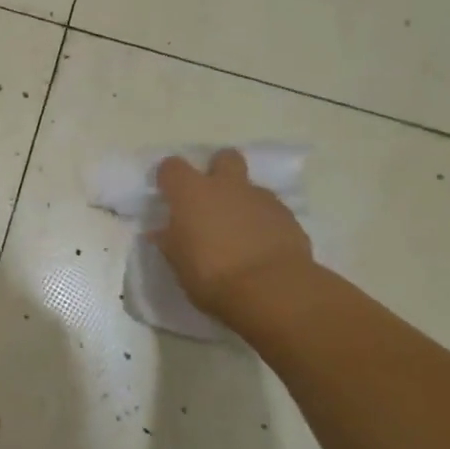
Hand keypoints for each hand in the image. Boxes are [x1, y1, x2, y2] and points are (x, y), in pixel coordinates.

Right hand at [154, 149, 314, 321]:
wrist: (272, 290)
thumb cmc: (212, 276)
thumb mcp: (178, 263)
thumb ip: (169, 241)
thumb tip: (161, 232)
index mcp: (192, 192)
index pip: (172, 167)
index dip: (169, 178)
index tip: (168, 194)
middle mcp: (226, 186)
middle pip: (224, 158)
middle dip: (218, 170)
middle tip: (212, 198)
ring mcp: (261, 198)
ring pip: (250, 186)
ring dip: (242, 201)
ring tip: (239, 231)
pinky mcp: (288, 217)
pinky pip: (271, 210)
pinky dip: (264, 221)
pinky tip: (261, 246)